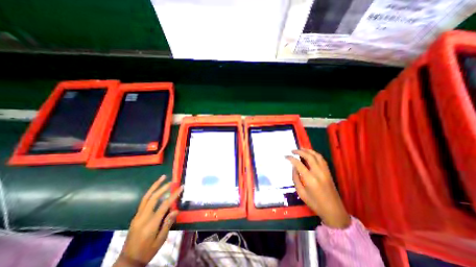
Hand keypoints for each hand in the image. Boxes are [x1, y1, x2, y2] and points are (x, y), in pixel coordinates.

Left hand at [113, 175, 182, 266]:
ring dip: (155, 186)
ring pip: (146, 197)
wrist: (128, 261)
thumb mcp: (161, 240)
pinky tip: (156, 189)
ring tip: (162, 178)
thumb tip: (176, 210)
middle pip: (153, 198)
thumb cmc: (147, 251)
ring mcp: (137, 216)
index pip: (164, 205)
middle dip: (163, 187)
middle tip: (172, 181)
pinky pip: (144, 201)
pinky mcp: (136, 216)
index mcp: (150, 224)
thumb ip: (168, 224)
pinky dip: (151, 192)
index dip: (173, 195)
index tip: (181, 187)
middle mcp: (142, 217)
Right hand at [284, 149, 350, 227]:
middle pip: (309, 156)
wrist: (334, 211)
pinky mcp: (329, 172)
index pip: (299, 164)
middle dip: (299, 151)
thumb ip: (296, 178)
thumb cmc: (315, 204)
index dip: (291, 158)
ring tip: (301, 149)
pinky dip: (315, 154)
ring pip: (317, 156)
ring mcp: (325, 172)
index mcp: (310, 179)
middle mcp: (319, 173)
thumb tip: (293, 167)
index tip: (286, 156)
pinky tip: (310, 154)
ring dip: (308, 150)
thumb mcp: (301, 193)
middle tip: (292, 150)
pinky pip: (322, 159)